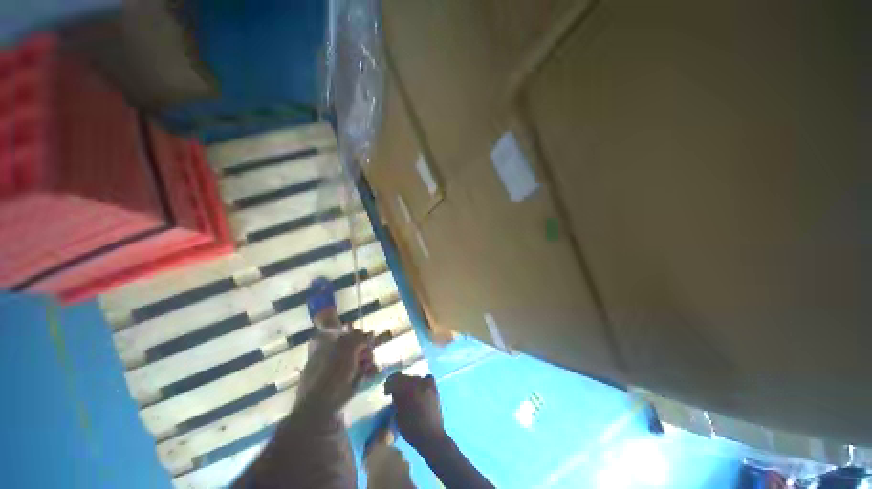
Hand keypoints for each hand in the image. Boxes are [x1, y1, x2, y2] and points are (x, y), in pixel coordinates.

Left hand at [305, 329, 377, 411]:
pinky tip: (371, 372)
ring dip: (368, 359)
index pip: (345, 329)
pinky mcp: (348, 379)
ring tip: (368, 365)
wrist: (322, 403)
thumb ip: (360, 336)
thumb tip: (370, 334)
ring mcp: (340, 366)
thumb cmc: (331, 369)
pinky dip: (368, 370)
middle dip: (365, 347)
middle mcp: (333, 351)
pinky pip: (362, 369)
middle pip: (356, 342)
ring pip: (361, 355)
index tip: (364, 336)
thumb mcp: (346, 346)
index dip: (356, 332)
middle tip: (365, 352)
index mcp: (326, 340)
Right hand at [385, 373, 446, 448]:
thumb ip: (396, 400)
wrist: (431, 436)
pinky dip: (422, 382)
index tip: (386, 392)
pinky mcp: (434, 388)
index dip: (388, 384)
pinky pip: (426, 379)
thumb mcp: (398, 416)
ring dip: (409, 383)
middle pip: (404, 377)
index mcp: (406, 389)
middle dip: (398, 383)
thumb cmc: (411, 429)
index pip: (394, 379)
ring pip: (414, 378)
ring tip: (407, 392)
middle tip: (395, 393)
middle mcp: (417, 383)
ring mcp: (427, 384)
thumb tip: (394, 393)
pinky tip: (420, 389)